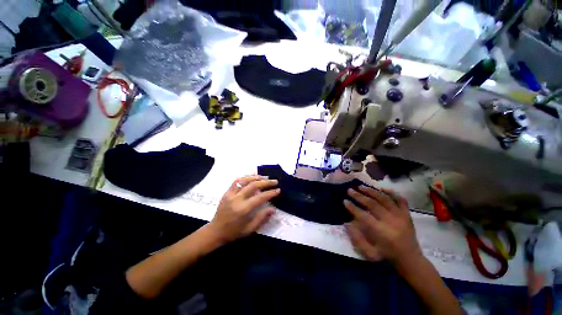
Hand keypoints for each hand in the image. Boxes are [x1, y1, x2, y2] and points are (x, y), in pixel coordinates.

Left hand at [207, 175, 279, 243]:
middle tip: (274, 181)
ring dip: (257, 177)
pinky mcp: (227, 192)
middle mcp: (237, 199)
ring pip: (245, 180)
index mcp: (243, 210)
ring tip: (265, 177)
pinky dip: (246, 177)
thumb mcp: (250, 229)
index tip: (278, 190)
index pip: (260, 197)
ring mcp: (230, 194)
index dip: (270, 193)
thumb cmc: (234, 232)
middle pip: (253, 185)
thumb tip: (273, 209)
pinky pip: (237, 181)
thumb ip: (262, 218)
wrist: (215, 231)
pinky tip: (253, 176)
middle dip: (266, 182)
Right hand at [343, 186, 421, 265]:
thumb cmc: (388, 256)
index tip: (344, 201)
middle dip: (359, 196)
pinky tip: (382, 188)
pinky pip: (401, 200)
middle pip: (372, 204)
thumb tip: (347, 224)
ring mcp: (400, 216)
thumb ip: (357, 238)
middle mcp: (391, 221)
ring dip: (371, 191)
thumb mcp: (369, 253)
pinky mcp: (407, 215)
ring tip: (361, 186)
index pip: (363, 215)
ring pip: (384, 199)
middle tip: (349, 190)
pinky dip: (392, 193)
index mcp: (381, 232)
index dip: (352, 207)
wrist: (411, 259)